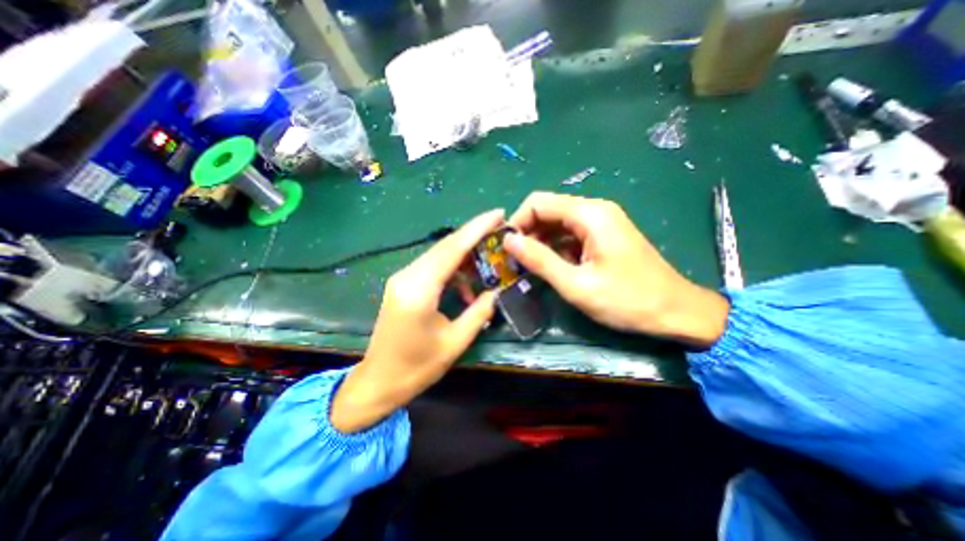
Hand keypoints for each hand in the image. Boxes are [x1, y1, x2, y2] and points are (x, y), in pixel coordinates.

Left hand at [331, 209, 500, 432]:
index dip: (477, 229)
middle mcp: (407, 276)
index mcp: (419, 290)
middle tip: (499, 230)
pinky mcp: (403, 284)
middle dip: (474, 235)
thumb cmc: (417, 368)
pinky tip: (466, 288)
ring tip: (488, 263)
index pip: (452, 249)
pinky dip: (453, 271)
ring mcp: (403, 278)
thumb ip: (479, 312)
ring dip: (465, 256)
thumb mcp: (455, 342)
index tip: (498, 213)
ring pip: (439, 255)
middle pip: (445, 246)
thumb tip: (497, 291)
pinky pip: (433, 267)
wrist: (379, 381)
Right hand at [506, 192, 723, 347]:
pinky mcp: (604, 234)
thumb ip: (540, 260)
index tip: (507, 248)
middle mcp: (595, 209)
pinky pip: (570, 233)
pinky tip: (551, 265)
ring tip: (529, 266)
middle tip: (515, 260)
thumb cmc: (627, 300)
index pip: (538, 203)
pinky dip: (555, 246)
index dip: (517, 221)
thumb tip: (508, 241)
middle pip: (548, 210)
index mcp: (589, 214)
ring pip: (557, 222)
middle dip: (527, 232)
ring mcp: (601, 221)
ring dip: (540, 241)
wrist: (676, 311)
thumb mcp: (576, 284)